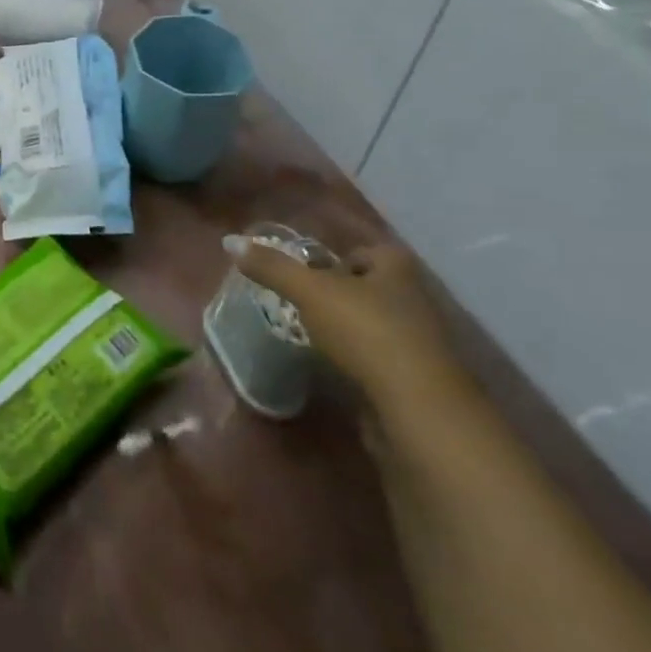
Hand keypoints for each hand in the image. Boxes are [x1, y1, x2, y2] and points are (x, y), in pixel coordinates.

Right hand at [225, 232, 468, 414]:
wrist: (418, 409)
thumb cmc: (366, 332)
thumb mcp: (309, 291)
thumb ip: (271, 267)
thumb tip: (230, 241)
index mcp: (397, 268)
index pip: (364, 251)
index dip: (336, 259)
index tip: (308, 275)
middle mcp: (415, 298)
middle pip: (369, 287)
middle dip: (339, 294)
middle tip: (303, 303)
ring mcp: (420, 342)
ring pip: (374, 324)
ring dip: (348, 329)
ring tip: (312, 336)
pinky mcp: (418, 380)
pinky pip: (380, 359)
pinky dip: (359, 361)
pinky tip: (336, 368)